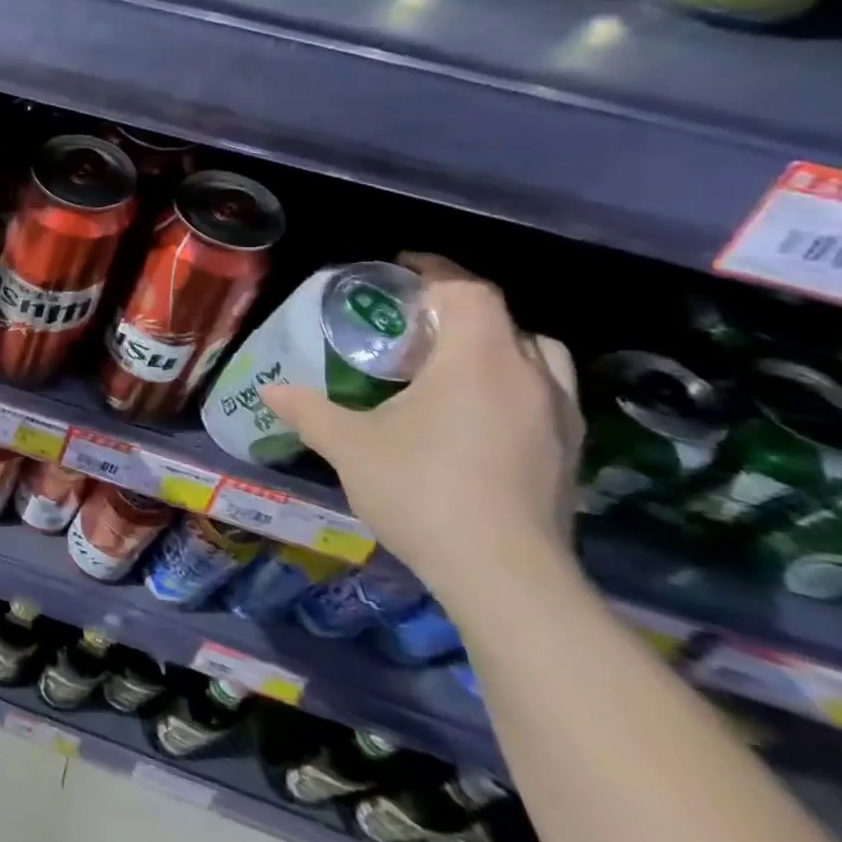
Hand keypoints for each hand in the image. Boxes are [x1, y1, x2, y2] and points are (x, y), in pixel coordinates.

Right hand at [260, 254, 583, 619]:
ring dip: (497, 348)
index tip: (403, 265)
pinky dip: (513, 387)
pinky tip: (476, 417)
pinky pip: (546, 396)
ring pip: (537, 358)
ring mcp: (561, 418)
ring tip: (452, 367)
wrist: (505, 576)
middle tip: (416, 326)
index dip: (436, 270)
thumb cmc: (422, 491)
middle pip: (506, 321)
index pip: (468, 291)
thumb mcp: (350, 446)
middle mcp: (530, 378)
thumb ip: (310, 411)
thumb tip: (270, 391)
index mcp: (479, 361)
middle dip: (462, 311)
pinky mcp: (570, 455)